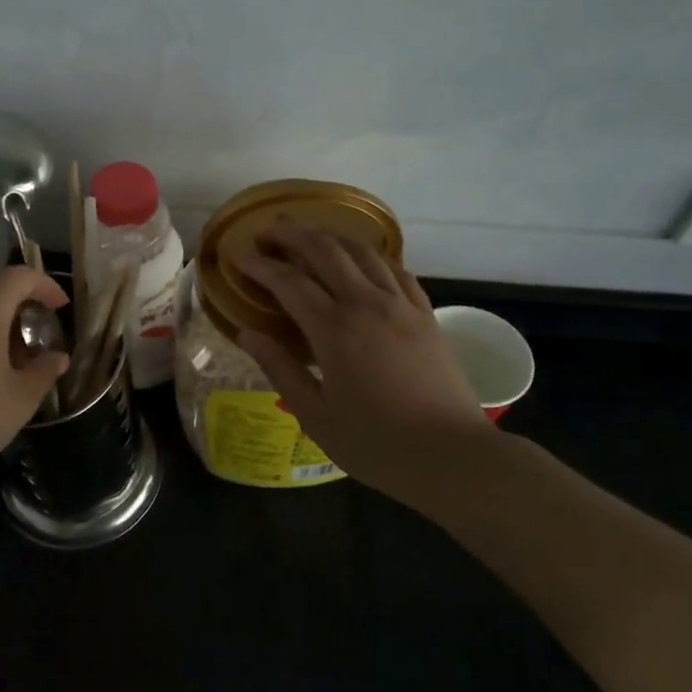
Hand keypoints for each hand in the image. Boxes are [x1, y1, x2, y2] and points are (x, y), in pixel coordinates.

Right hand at [234, 224, 497, 486]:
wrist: (454, 457)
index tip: (236, 257)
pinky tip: (359, 260)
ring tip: (307, 235)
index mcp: (334, 329)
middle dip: (290, 234)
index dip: (258, 265)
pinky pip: (394, 268)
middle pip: (324, 249)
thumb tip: (245, 333)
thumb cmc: (377, 444)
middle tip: (266, 233)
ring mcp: (400, 304)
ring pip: (361, 250)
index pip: (287, 281)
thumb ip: (279, 368)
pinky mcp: (425, 313)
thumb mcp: (315, 415)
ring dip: (329, 235)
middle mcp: (366, 303)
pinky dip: (369, 255)